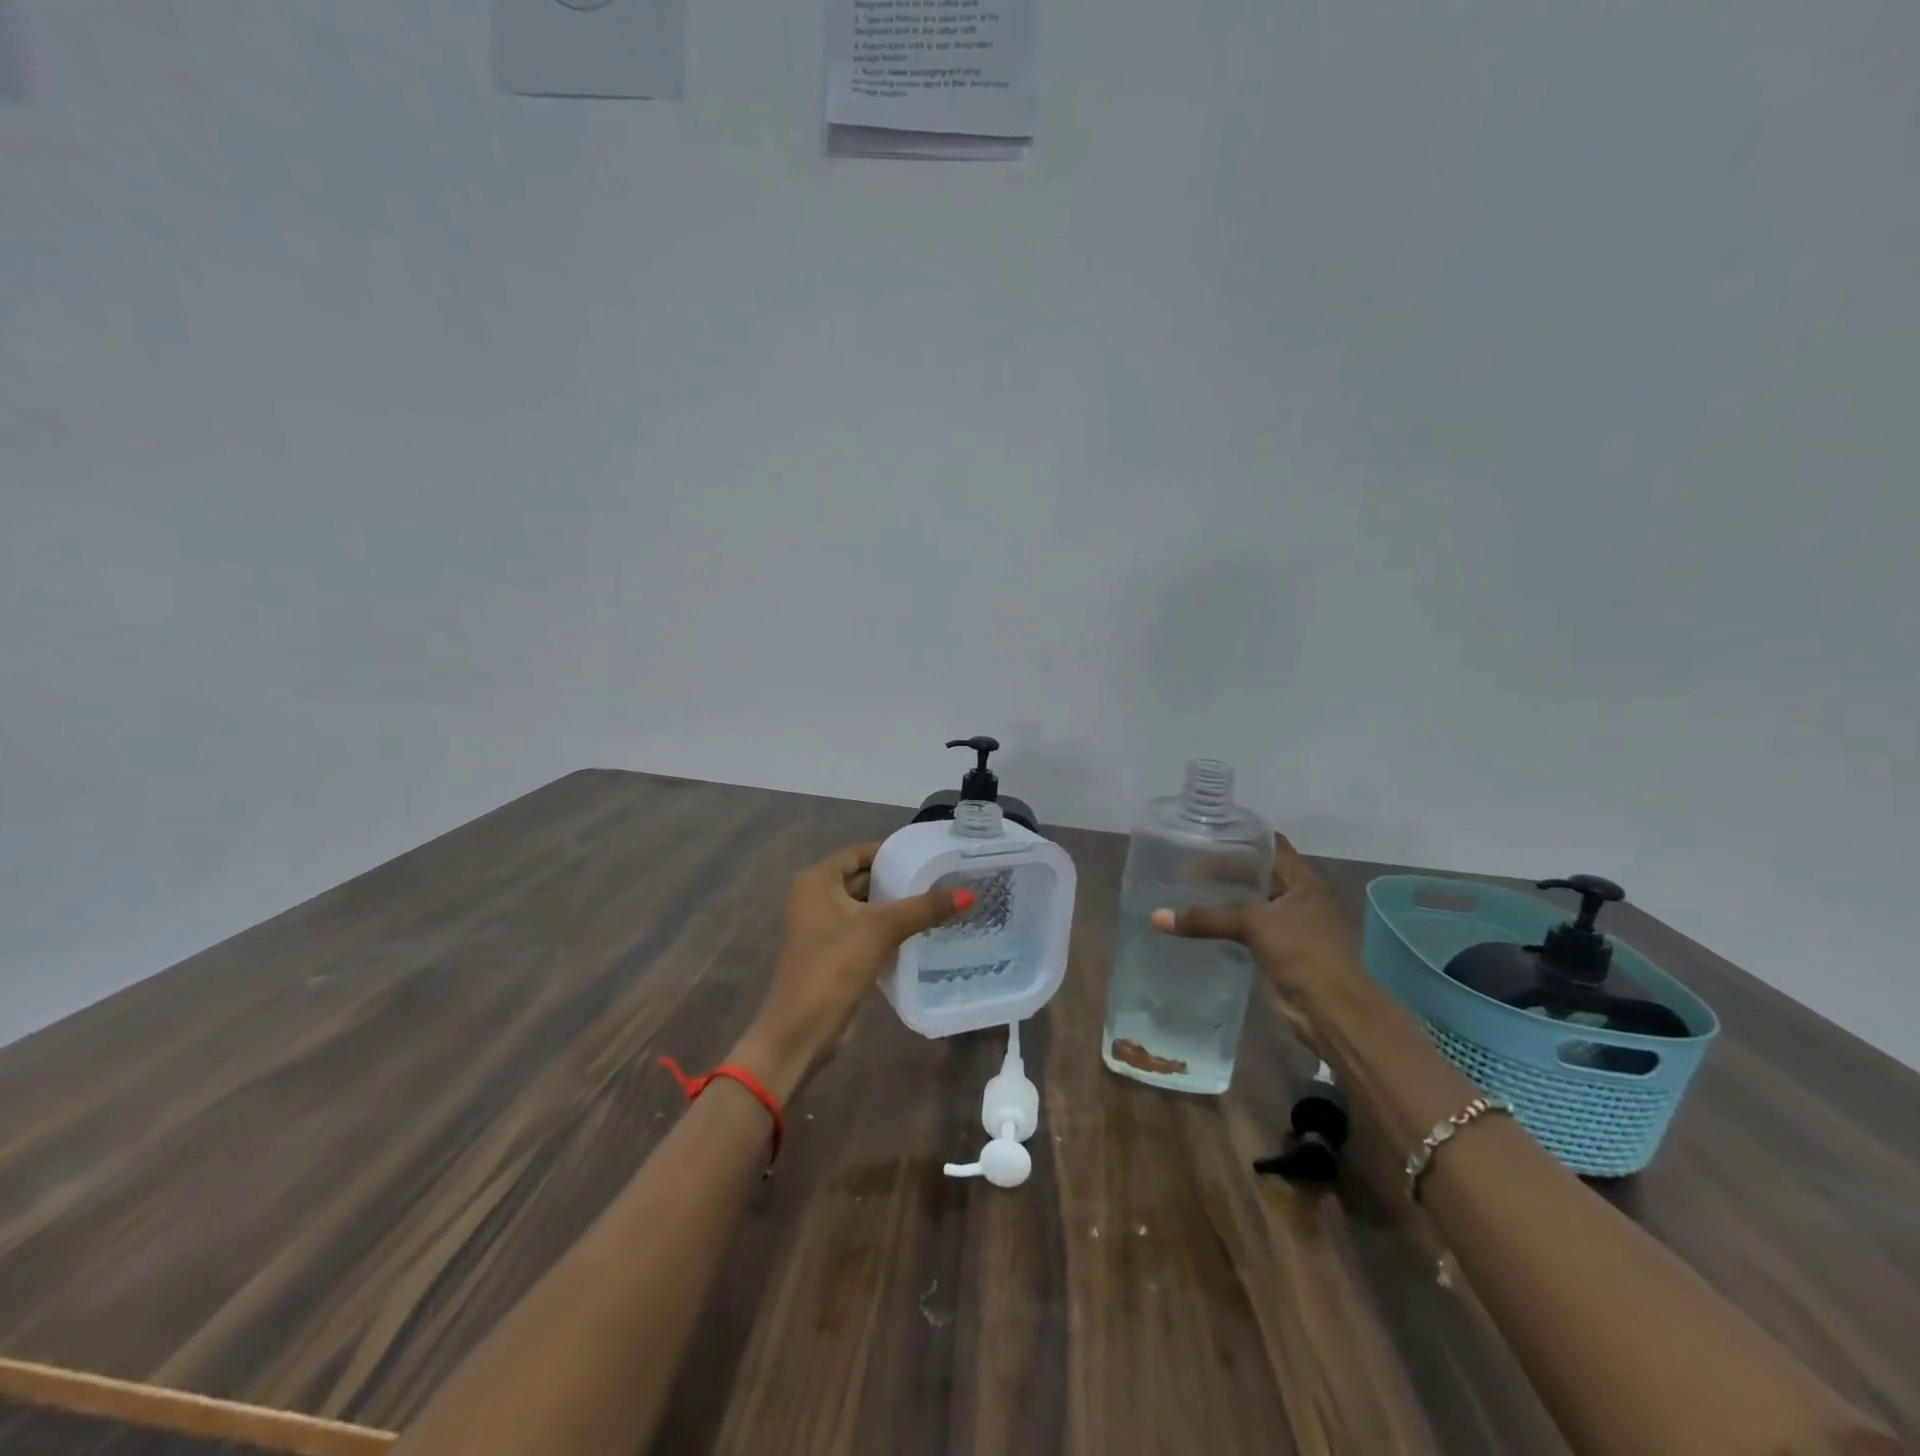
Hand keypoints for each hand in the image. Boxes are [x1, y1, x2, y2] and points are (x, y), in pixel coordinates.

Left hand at [731, 842, 967, 1099]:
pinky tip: (919, 933)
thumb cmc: (834, 966)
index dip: (893, 853)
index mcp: (817, 880)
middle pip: (863, 879)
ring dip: (895, 907)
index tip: (929, 857)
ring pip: (865, 907)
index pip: (860, 853)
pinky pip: (864, 931)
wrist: (801, 1030)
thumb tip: (967, 894)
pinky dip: (887, 930)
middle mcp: (814, 897)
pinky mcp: (832, 954)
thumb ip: (924, 908)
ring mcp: (821, 928)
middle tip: (940, 880)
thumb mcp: (882, 929)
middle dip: (897, 881)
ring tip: (938, 903)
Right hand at [1150, 834, 1365, 1046]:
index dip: (1241, 837)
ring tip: (1185, 889)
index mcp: (1303, 881)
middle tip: (1185, 863)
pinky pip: (1247, 929)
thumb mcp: (1252, 925)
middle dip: (1225, 868)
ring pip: (1251, 902)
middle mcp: (1298, 897)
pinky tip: (1199, 922)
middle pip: (1258, 873)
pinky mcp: (1280, 950)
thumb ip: (1206, 918)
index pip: (1270, 845)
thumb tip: (1155, 917)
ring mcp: (1290, 925)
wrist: (1331, 1010)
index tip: (1206, 833)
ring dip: (1224, 898)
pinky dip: (1226, 924)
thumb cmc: (1302, 953)